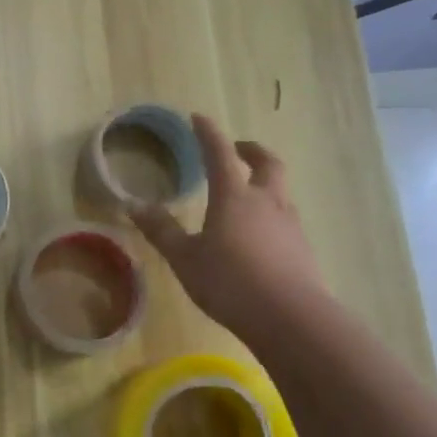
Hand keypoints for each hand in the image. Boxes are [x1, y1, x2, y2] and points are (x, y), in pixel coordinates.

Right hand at [133, 113, 325, 335]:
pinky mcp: (303, 249)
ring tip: (248, 195)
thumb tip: (133, 206)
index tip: (198, 118)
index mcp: (234, 196)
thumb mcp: (185, 258)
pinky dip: (272, 215)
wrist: (291, 318)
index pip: (219, 154)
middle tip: (238, 149)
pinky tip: (261, 236)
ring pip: (280, 192)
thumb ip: (162, 231)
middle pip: (267, 163)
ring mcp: (290, 225)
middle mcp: (266, 202)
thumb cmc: (229, 282)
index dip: (208, 134)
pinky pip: (286, 220)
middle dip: (251, 151)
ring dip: (265, 183)